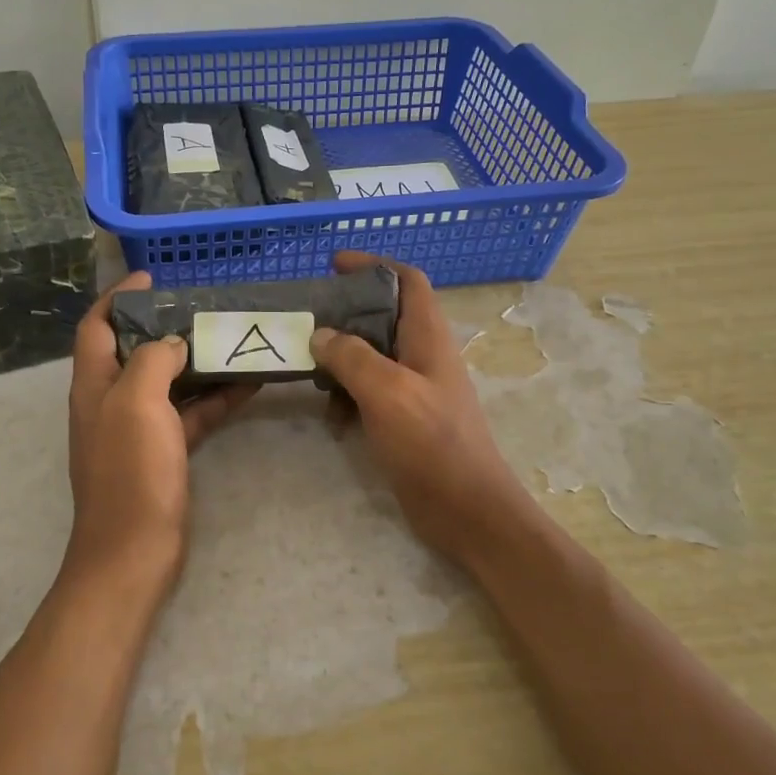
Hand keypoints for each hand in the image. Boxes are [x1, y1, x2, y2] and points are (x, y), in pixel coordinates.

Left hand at [64, 271, 257, 600]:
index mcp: (94, 383)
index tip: (152, 277)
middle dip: (166, 324)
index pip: (97, 326)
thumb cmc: (130, 472)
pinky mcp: (164, 452)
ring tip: (233, 336)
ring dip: (197, 360)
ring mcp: (139, 429)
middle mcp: (112, 401)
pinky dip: (215, 397)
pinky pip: (191, 413)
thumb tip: (173, 341)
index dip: (117, 297)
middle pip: (136, 350)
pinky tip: (249, 383)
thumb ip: (153, 360)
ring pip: (169, 381)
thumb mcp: (137, 403)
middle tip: (204, 307)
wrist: (134, 552)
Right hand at [311, 253, 536, 564]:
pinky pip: (370, 392)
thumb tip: (321, 334)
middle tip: (308, 319)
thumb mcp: (388, 392)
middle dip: (346, 313)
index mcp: (428, 337)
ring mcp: (415, 388)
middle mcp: (423, 355)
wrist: (467, 510)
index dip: (374, 265)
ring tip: (309, 368)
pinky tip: (331, 416)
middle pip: (383, 316)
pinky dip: (348, 395)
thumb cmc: (432, 443)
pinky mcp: (405, 418)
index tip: (334, 264)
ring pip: (372, 355)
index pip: (407, 280)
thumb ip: (352, 357)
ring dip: (342, 358)